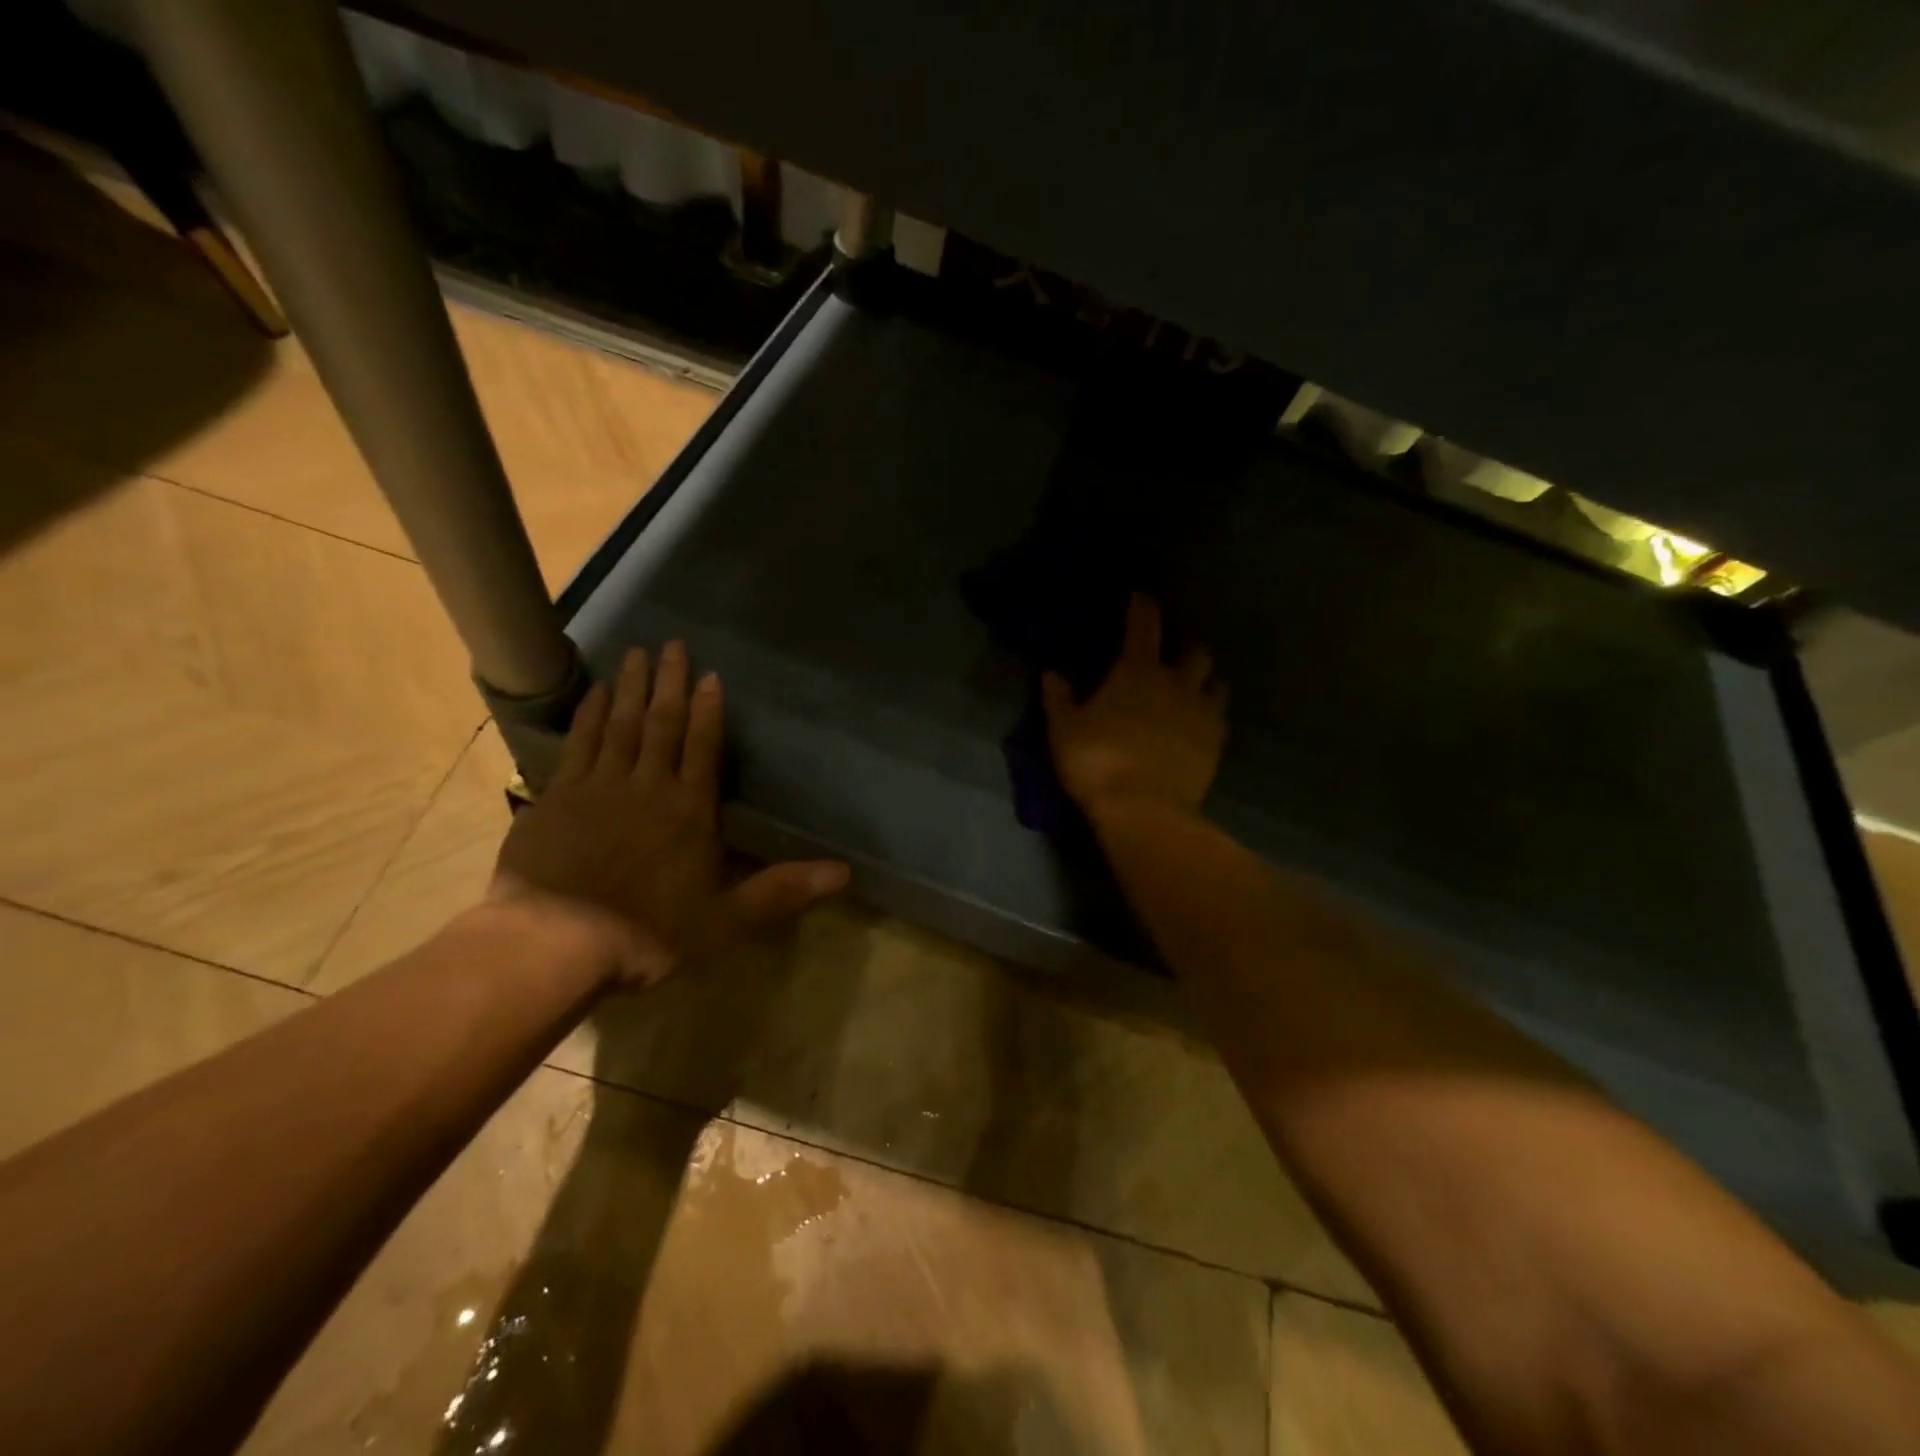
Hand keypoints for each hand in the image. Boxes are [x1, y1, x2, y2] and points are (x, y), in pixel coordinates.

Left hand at [493, 643, 848, 986]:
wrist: (554, 942)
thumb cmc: (647, 933)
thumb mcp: (725, 920)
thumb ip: (781, 891)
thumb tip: (845, 872)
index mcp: (690, 811)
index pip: (704, 748)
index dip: (710, 711)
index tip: (711, 675)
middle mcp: (648, 787)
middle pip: (662, 725)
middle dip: (670, 683)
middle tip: (673, 644)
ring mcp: (598, 787)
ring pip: (620, 725)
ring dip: (630, 688)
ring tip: (637, 653)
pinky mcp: (557, 797)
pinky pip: (578, 744)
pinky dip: (588, 715)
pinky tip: (593, 693)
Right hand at [1042, 594, 1227, 817]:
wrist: (1144, 809)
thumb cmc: (1096, 761)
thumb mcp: (1064, 730)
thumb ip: (1059, 699)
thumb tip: (1052, 674)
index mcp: (1137, 672)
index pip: (1144, 626)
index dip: (1142, 608)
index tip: (1141, 598)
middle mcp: (1176, 683)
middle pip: (1194, 652)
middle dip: (1185, 650)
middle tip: (1171, 660)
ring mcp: (1202, 713)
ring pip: (1216, 684)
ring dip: (1205, 683)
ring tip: (1192, 693)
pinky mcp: (1217, 744)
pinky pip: (1221, 720)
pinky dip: (1212, 718)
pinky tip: (1200, 729)